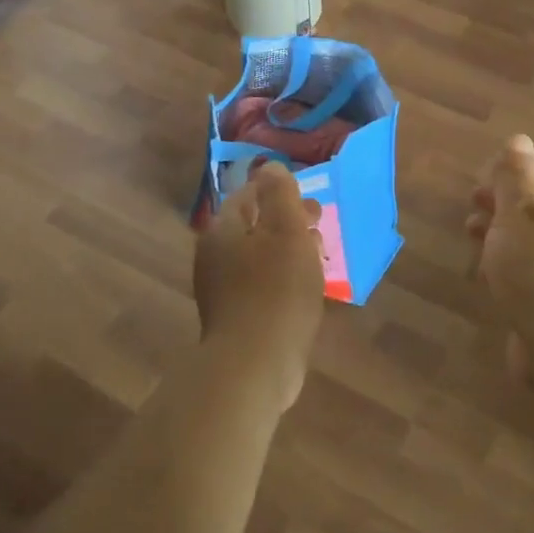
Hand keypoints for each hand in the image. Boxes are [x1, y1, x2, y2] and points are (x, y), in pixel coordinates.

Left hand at [194, 161, 324, 408]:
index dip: (279, 192)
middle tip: (319, 225)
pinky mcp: (234, 318)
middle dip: (286, 221)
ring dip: (287, 250)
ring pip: (258, 257)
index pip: (248, 195)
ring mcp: (221, 290)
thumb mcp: (286, 232)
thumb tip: (270, 167)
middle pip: (252, 227)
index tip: (310, 200)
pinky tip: (304, 288)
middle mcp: (214, 256)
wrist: (254, 365)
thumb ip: (280, 195)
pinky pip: (260, 285)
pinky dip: (282, 277)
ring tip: (318, 255)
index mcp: (222, 230)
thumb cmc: (275, 291)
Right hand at [467, 135, 533, 332]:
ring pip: (529, 251)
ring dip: (500, 244)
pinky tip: (490, 284)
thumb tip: (519, 138)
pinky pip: (529, 281)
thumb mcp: (519, 216)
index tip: (473, 189)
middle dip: (499, 213)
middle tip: (468, 218)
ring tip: (473, 249)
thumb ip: (514, 179)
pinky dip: (507, 274)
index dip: (506, 182)